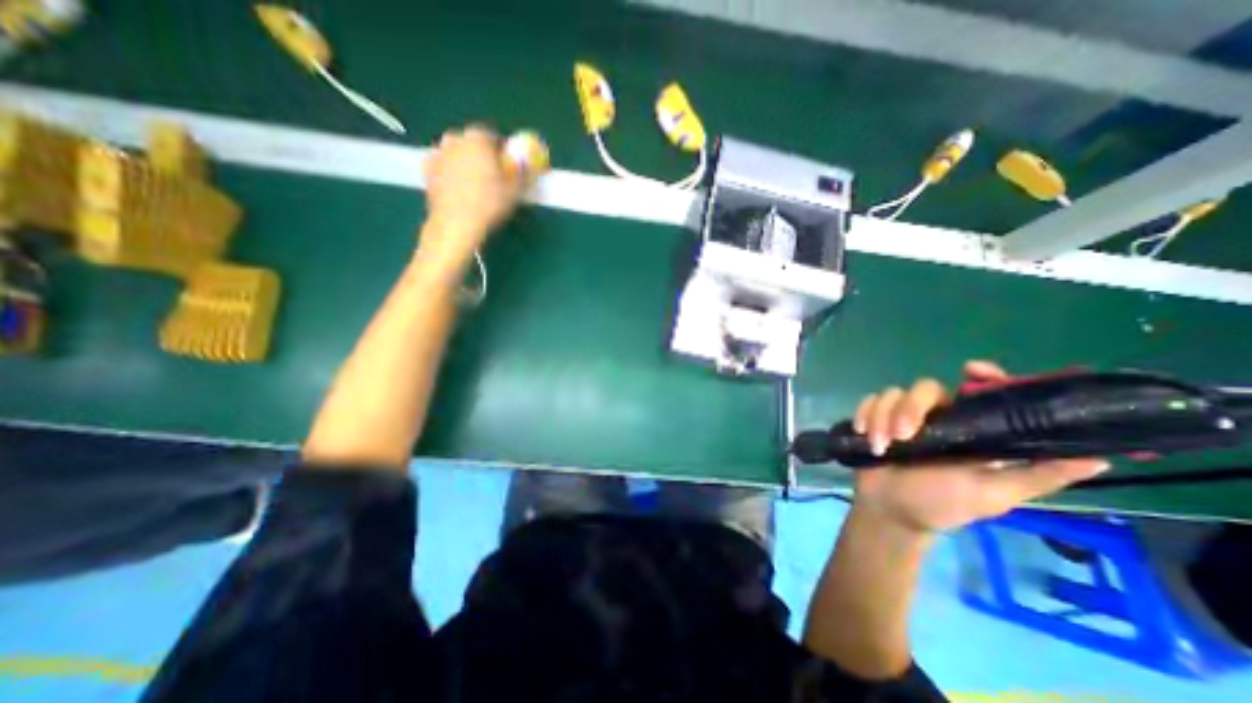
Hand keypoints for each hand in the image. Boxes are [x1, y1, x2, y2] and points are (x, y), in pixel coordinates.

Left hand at [418, 124, 521, 266]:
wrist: (456, 224)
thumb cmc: (489, 204)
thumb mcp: (516, 190)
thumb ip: (525, 172)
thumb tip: (531, 164)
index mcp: (478, 138)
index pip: (496, 138)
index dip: (505, 153)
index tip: (511, 168)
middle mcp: (455, 138)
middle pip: (474, 144)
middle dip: (485, 157)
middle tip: (495, 178)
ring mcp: (438, 153)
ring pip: (458, 154)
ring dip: (468, 164)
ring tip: (478, 187)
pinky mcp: (427, 170)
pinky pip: (445, 167)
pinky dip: (453, 174)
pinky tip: (462, 191)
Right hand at [852, 362, 1103, 531]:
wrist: (890, 511)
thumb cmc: (942, 504)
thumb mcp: (994, 494)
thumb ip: (1036, 475)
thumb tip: (1099, 458)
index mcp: (969, 428)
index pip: (979, 391)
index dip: (982, 376)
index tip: (973, 370)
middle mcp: (935, 416)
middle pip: (924, 388)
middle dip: (910, 408)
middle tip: (903, 435)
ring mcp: (901, 416)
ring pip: (891, 394)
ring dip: (883, 418)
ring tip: (881, 446)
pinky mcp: (874, 419)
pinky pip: (868, 402)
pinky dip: (865, 415)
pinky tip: (865, 435)